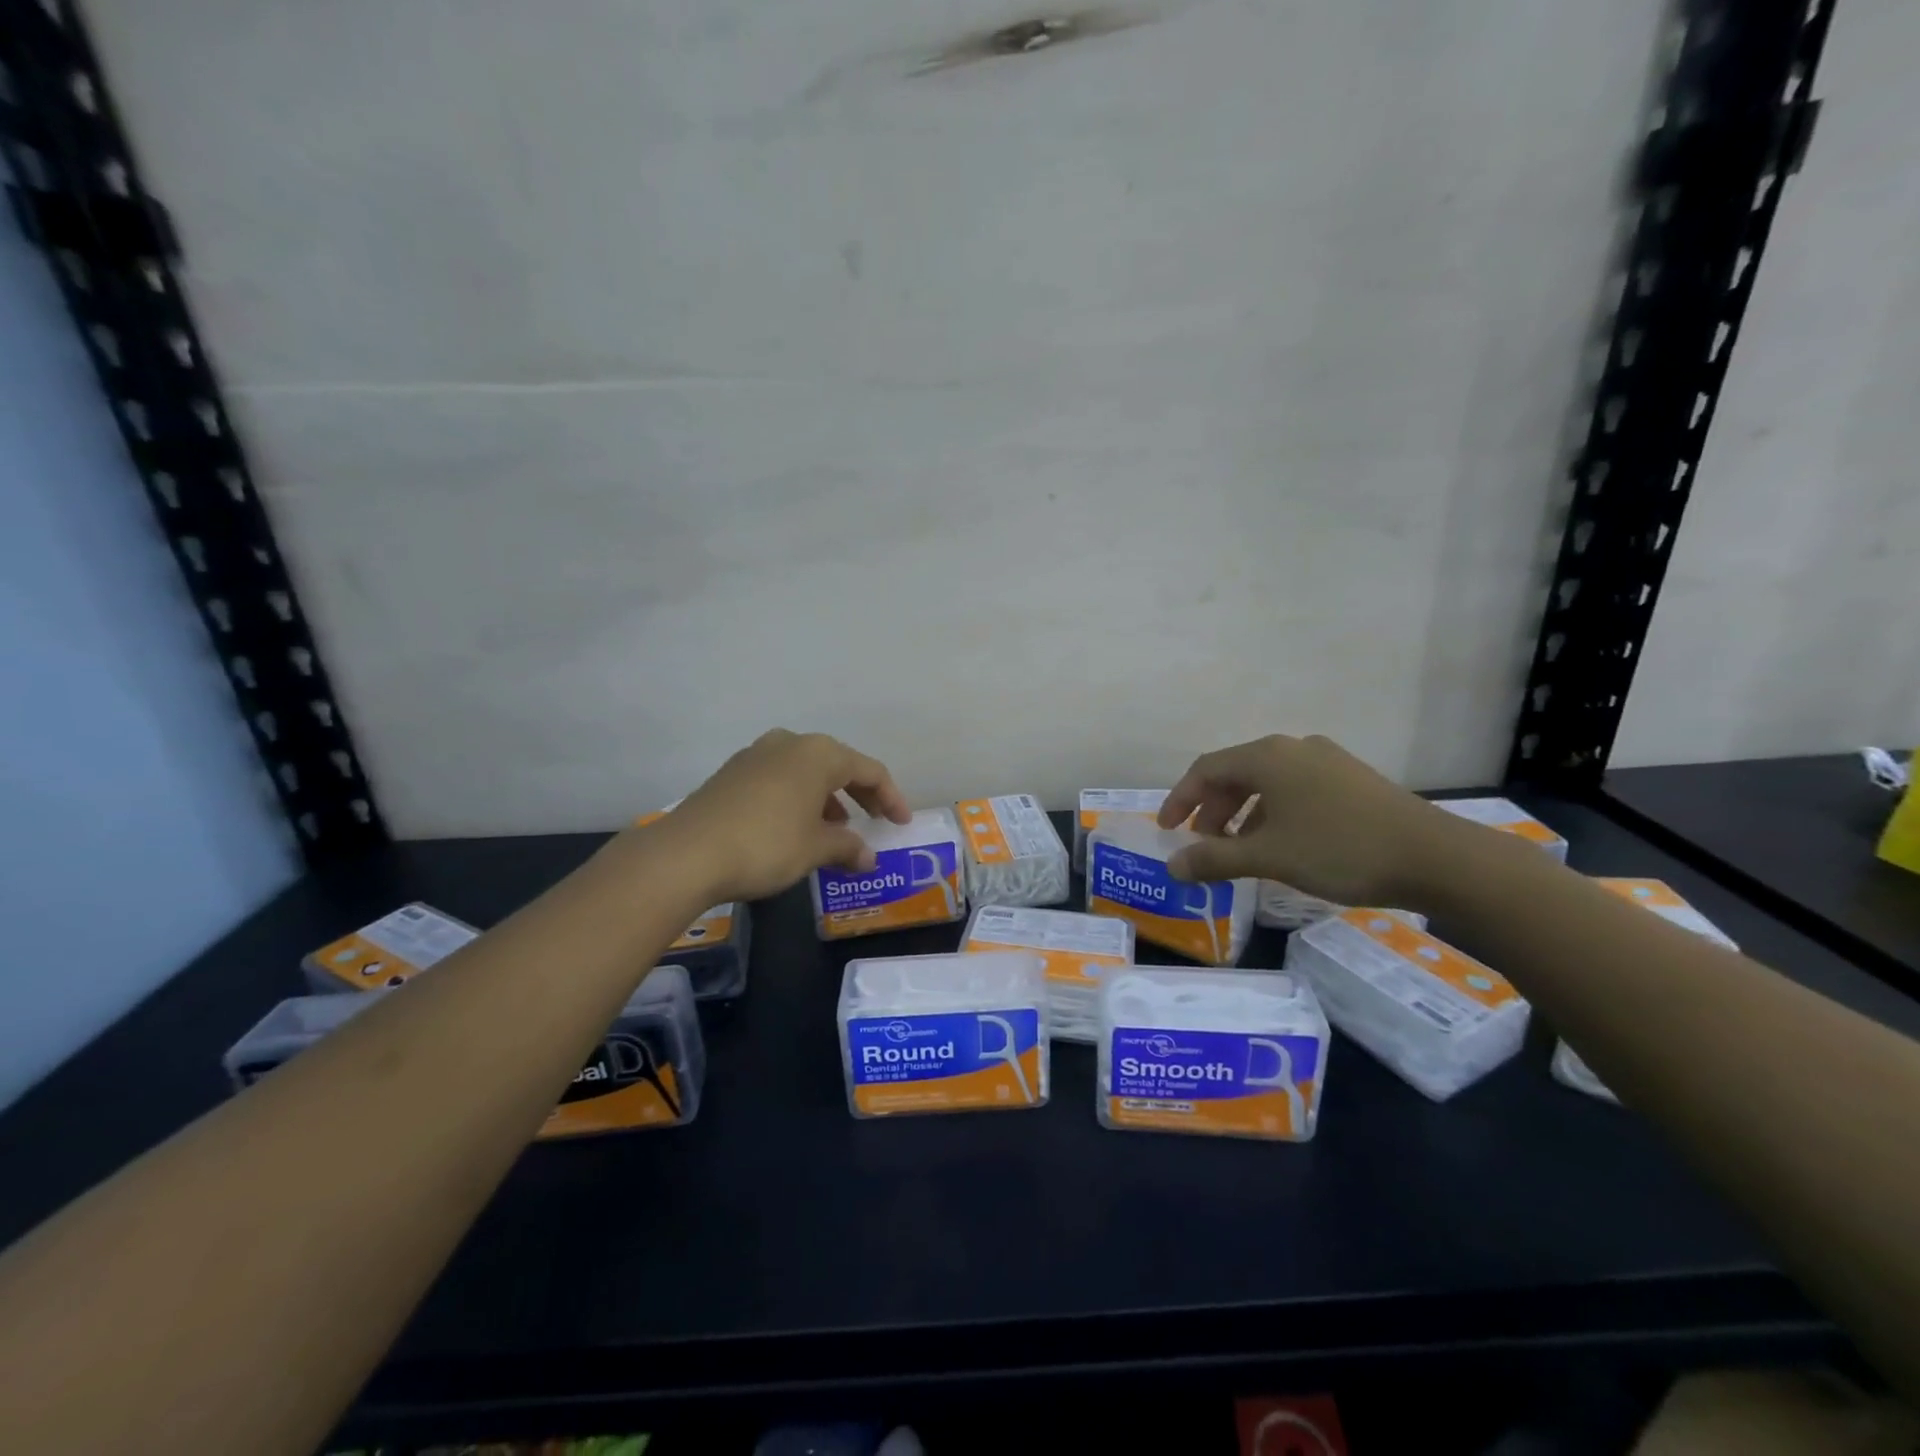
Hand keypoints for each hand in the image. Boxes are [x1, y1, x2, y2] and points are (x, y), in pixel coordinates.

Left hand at [646, 729, 911, 903]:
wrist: (687, 853)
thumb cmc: (767, 844)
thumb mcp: (815, 849)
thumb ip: (848, 848)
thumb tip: (868, 858)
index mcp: (819, 753)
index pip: (870, 770)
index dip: (891, 798)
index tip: (901, 824)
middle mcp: (790, 743)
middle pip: (838, 765)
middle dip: (860, 795)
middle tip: (876, 821)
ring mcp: (757, 754)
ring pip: (806, 772)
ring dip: (827, 798)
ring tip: (835, 830)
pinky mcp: (733, 772)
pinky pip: (780, 779)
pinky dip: (798, 799)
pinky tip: (796, 827)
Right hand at [1156, 734, 1465, 906]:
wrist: (1435, 857)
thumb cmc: (1338, 849)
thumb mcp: (1268, 857)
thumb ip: (1214, 859)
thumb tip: (1172, 866)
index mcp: (1267, 756)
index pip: (1205, 770)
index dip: (1179, 800)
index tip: (1166, 831)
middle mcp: (1293, 748)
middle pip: (1235, 774)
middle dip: (1212, 811)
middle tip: (1204, 846)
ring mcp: (1326, 761)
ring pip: (1267, 783)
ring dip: (1242, 815)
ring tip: (1241, 851)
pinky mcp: (1351, 779)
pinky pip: (1295, 790)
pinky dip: (1273, 814)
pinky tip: (1282, 845)